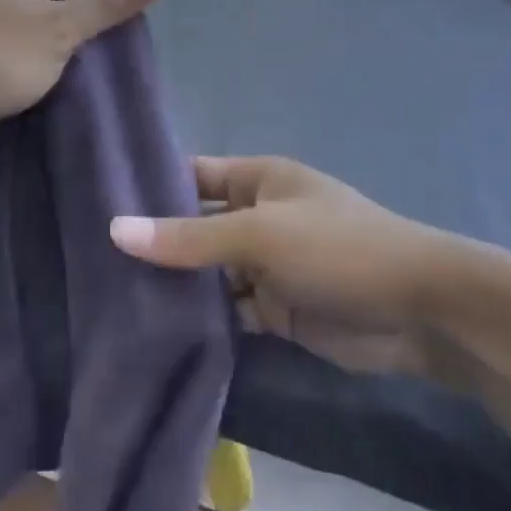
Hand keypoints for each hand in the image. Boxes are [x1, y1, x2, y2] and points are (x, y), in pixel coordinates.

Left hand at [0, 0, 165, 153]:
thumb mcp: (58, 33)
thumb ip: (108, 6)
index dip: (110, 13)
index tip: (117, 55)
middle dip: (79, 35)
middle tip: (91, 74)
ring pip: (34, 23)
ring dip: (51, 51)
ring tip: (62, 83)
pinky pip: (6, 40)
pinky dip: (21, 59)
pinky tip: (27, 83)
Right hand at [110, 156, 449, 375]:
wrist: (420, 311)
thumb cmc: (339, 250)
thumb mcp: (262, 235)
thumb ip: (190, 237)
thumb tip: (115, 229)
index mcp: (260, 180)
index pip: (194, 176)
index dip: (151, 189)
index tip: (96, 207)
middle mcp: (260, 218)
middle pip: (197, 228)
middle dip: (157, 245)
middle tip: (90, 265)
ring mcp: (269, 266)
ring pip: (210, 274)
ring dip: (176, 288)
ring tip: (109, 302)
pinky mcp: (278, 310)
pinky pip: (230, 311)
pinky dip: (204, 321)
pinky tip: (157, 334)